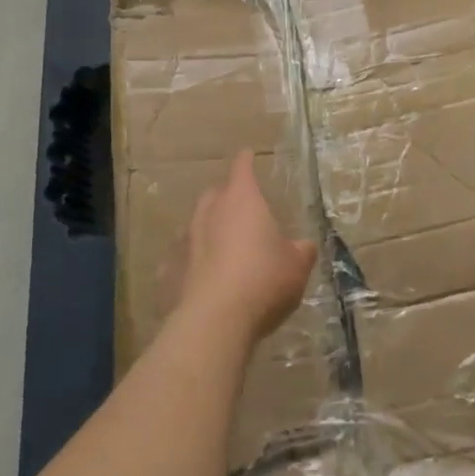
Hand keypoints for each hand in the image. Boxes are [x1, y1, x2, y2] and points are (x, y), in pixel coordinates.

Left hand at [174, 150, 317, 343]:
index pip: (242, 169)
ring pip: (194, 225)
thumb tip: (304, 245)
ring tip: (219, 242)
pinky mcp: (170, 273)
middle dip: (224, 195)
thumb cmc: (263, 280)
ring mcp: (186, 242)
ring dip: (206, 229)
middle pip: (214, 194)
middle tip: (238, 205)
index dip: (246, 160)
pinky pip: (180, 261)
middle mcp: (210, 213)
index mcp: (242, 200)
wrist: (215, 321)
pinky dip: (189, 264)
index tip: (247, 154)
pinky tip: (197, 277)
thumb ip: (301, 250)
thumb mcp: (297, 265)